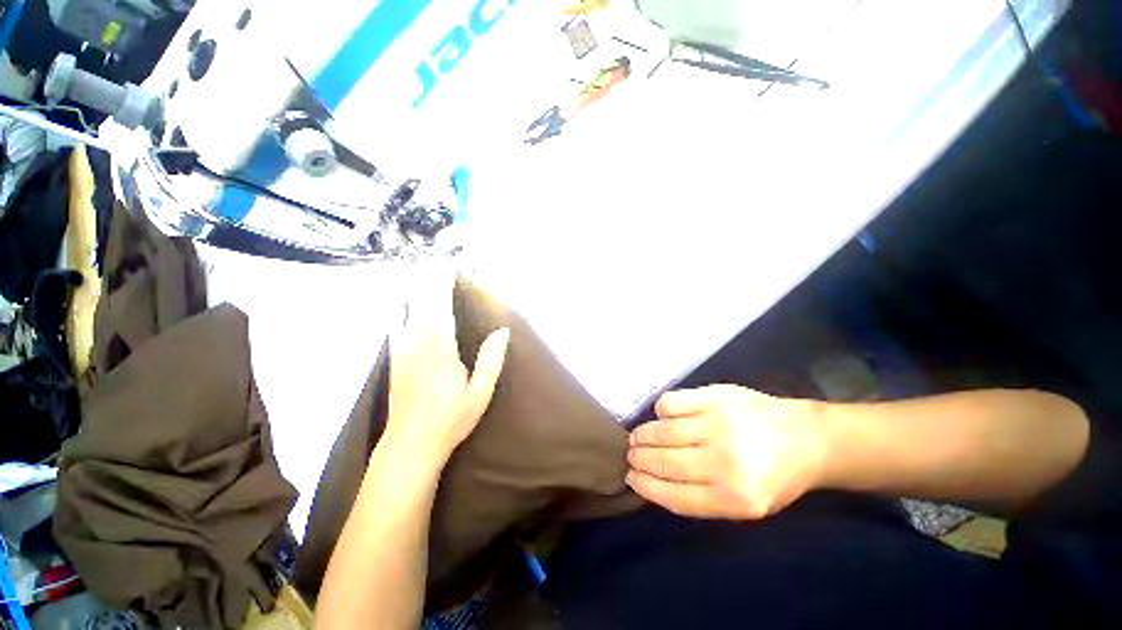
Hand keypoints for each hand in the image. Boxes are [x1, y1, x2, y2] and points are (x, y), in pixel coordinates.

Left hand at [382, 268, 509, 466]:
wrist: (410, 444)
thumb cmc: (451, 419)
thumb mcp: (480, 394)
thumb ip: (491, 361)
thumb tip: (503, 331)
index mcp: (442, 352)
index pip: (442, 310)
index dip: (443, 286)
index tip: (447, 266)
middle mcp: (418, 345)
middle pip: (422, 304)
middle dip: (428, 280)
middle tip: (433, 259)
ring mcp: (401, 351)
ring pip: (404, 311)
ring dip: (412, 288)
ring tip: (418, 269)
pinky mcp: (394, 358)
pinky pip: (393, 325)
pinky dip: (396, 307)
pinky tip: (398, 299)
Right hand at [627, 385, 828, 519]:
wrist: (806, 438)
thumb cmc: (774, 477)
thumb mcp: (744, 505)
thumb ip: (700, 497)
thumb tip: (654, 482)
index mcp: (733, 498)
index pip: (673, 495)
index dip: (646, 486)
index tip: (631, 477)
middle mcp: (723, 462)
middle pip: (664, 461)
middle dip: (639, 458)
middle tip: (631, 454)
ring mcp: (718, 424)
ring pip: (662, 430)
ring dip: (643, 434)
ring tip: (638, 437)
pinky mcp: (715, 397)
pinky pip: (671, 403)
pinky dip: (661, 410)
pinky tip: (663, 415)